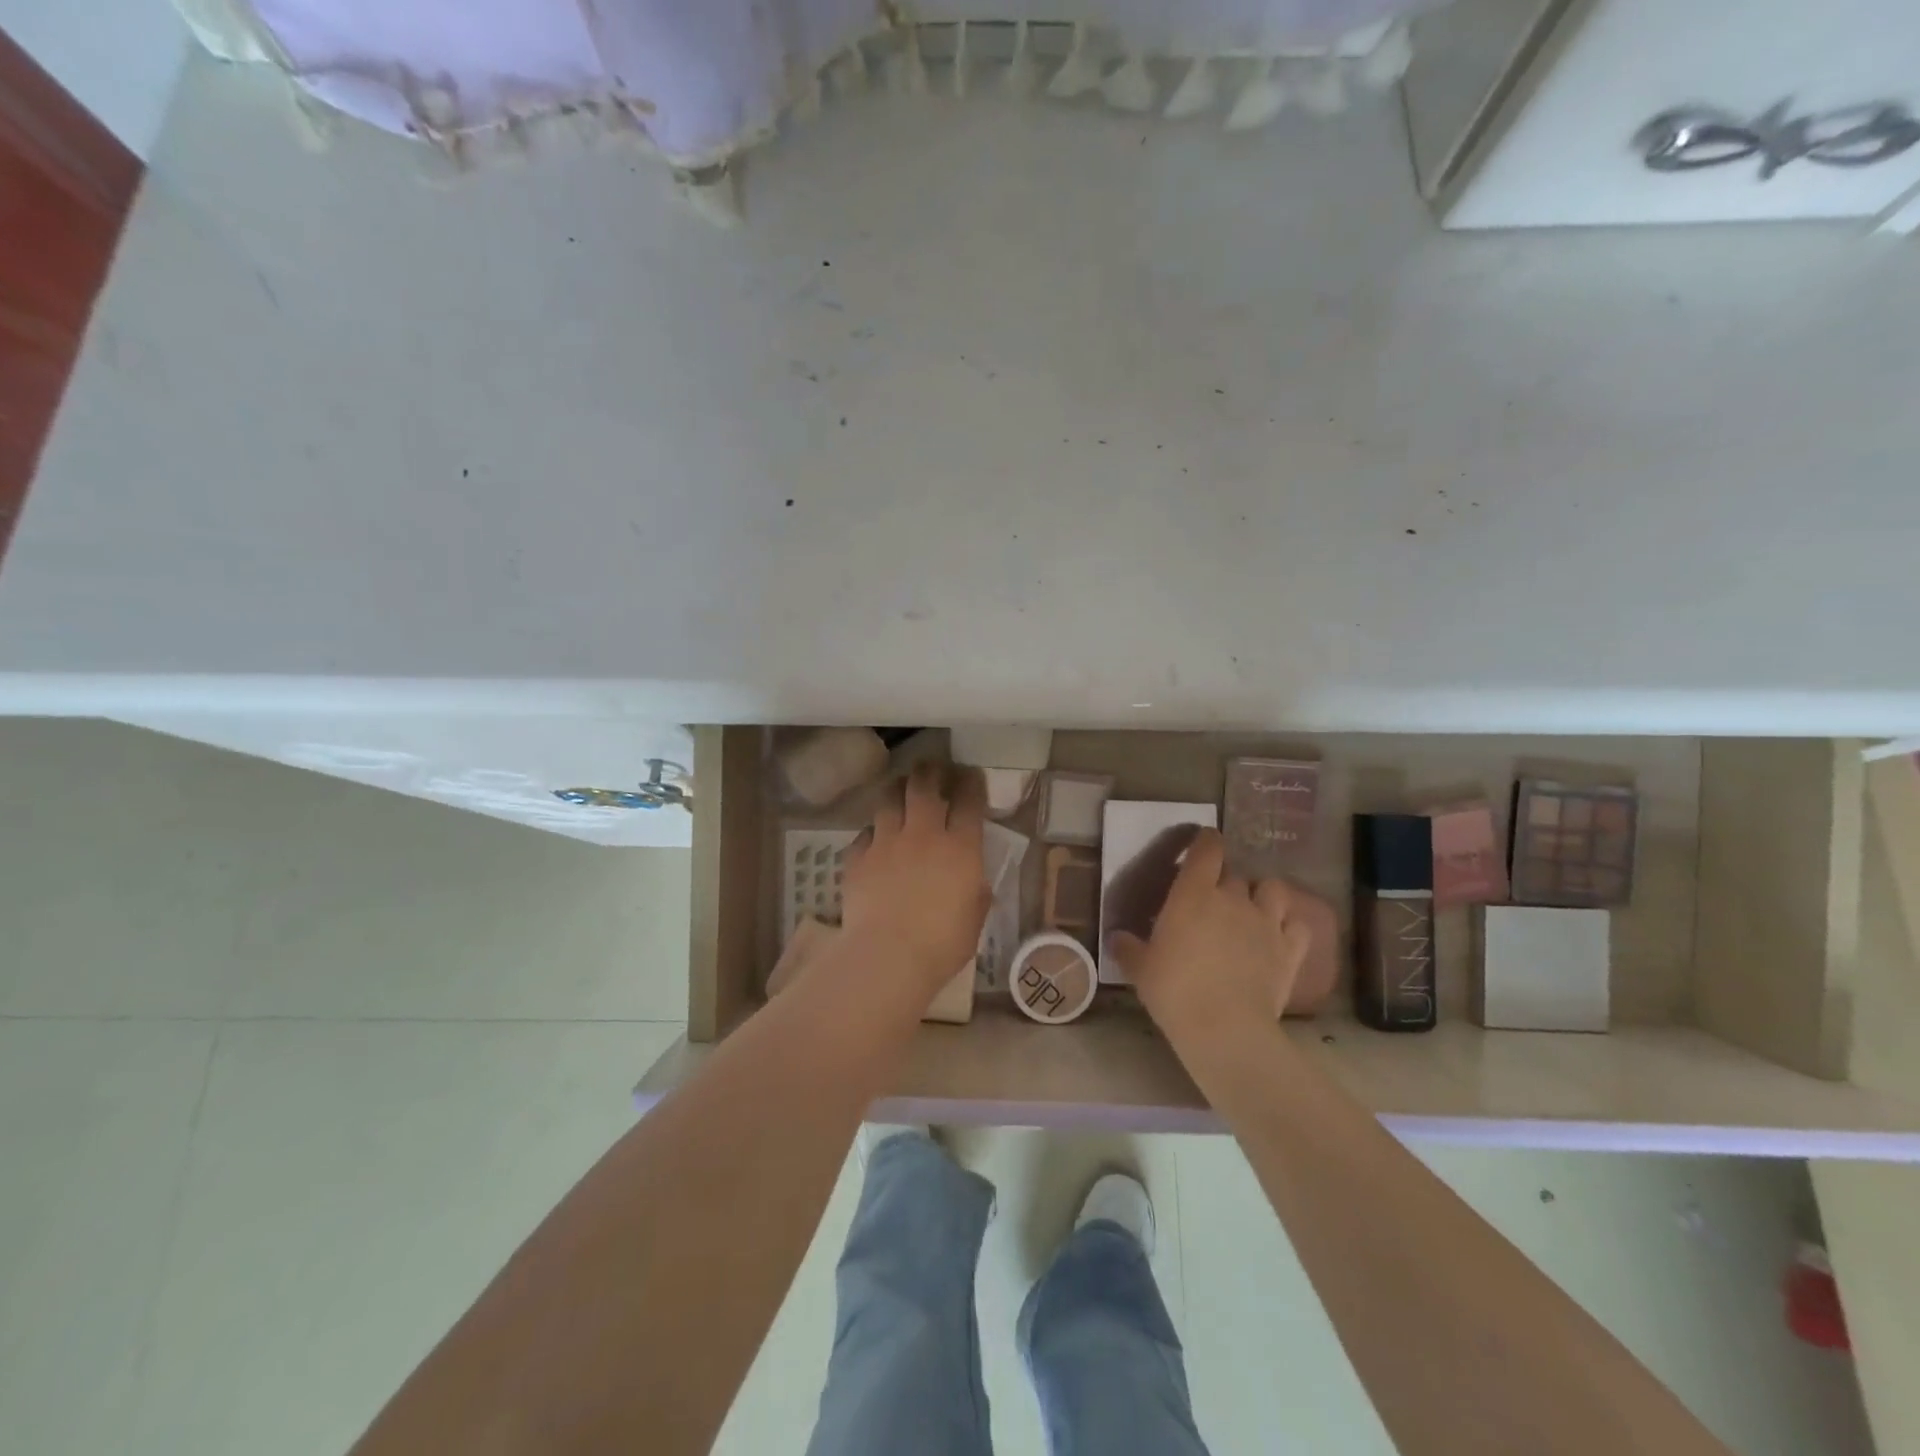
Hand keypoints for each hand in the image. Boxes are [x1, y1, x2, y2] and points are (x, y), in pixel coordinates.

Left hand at [840, 762, 991, 1000]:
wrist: (887, 956)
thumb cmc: (941, 945)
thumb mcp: (974, 920)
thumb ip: (976, 894)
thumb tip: (974, 882)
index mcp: (960, 848)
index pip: (969, 801)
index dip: (971, 783)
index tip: (971, 776)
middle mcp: (923, 834)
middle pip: (924, 786)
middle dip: (930, 772)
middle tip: (932, 769)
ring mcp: (887, 842)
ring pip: (889, 800)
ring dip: (897, 791)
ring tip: (900, 789)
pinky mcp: (858, 857)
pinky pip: (865, 834)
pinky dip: (872, 833)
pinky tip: (874, 839)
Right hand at [1108, 829, 1311, 1049]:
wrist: (1225, 1027)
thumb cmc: (1174, 990)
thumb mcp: (1140, 969)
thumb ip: (1128, 947)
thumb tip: (1116, 937)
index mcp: (1193, 893)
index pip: (1207, 849)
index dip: (1206, 841)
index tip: (1202, 843)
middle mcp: (1233, 898)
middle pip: (1235, 874)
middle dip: (1225, 882)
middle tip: (1214, 900)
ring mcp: (1266, 922)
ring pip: (1273, 889)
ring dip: (1263, 895)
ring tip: (1253, 910)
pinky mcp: (1290, 949)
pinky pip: (1298, 924)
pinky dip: (1290, 925)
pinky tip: (1281, 935)